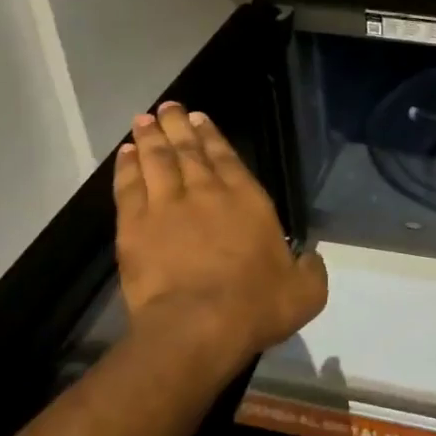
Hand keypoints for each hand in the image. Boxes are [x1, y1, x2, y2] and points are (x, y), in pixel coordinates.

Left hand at [113, 101, 327, 373]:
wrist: (198, 326)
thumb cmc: (256, 306)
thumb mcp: (305, 292)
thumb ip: (310, 270)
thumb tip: (310, 258)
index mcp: (248, 201)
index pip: (227, 158)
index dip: (212, 136)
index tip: (199, 118)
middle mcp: (207, 193)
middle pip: (189, 151)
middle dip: (178, 126)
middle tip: (168, 108)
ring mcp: (167, 207)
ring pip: (157, 161)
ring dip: (150, 138)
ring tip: (143, 119)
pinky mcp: (135, 227)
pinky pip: (129, 187)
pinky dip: (126, 167)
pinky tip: (124, 154)